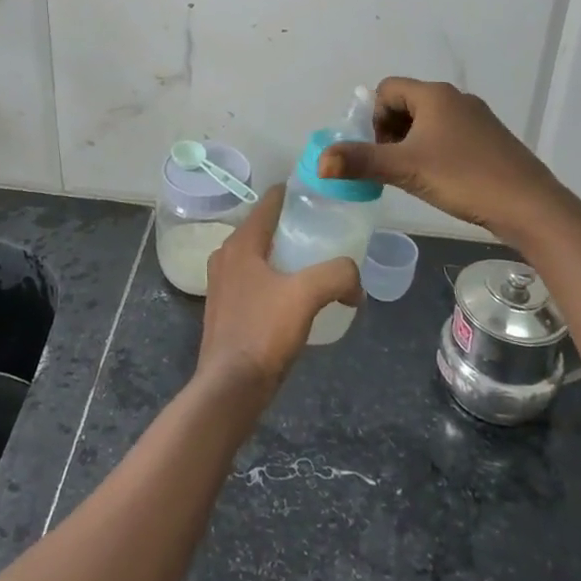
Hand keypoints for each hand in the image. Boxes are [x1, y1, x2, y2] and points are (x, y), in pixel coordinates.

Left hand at [196, 186, 361, 395]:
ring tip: (318, 264)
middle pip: (265, 227)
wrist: (230, 388)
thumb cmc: (263, 332)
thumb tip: (356, 283)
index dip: (296, 193)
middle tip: (328, 232)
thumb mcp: (306, 295)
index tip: (323, 195)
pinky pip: (256, 280)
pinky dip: (277, 278)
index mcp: (241, 243)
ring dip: (286, 255)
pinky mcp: (227, 309)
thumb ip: (338, 275)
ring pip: (260, 255)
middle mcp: (227, 256)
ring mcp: (223, 284)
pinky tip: (297, 297)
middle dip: (295, 226)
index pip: (269, 201)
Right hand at [316, 77, 577, 240]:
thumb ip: (360, 162)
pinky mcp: (490, 139)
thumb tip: (320, 161)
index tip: (381, 151)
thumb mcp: (405, 170)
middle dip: (391, 132)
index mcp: (434, 95)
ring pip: (429, 121)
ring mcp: (477, 118)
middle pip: (406, 104)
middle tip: (394, 166)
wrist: (529, 206)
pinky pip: (450, 135)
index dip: (374, 118)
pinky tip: (443, 180)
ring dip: (412, 143)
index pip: (386, 90)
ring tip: (416, 175)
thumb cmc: (463, 178)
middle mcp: (456, 98)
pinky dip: (436, 151)